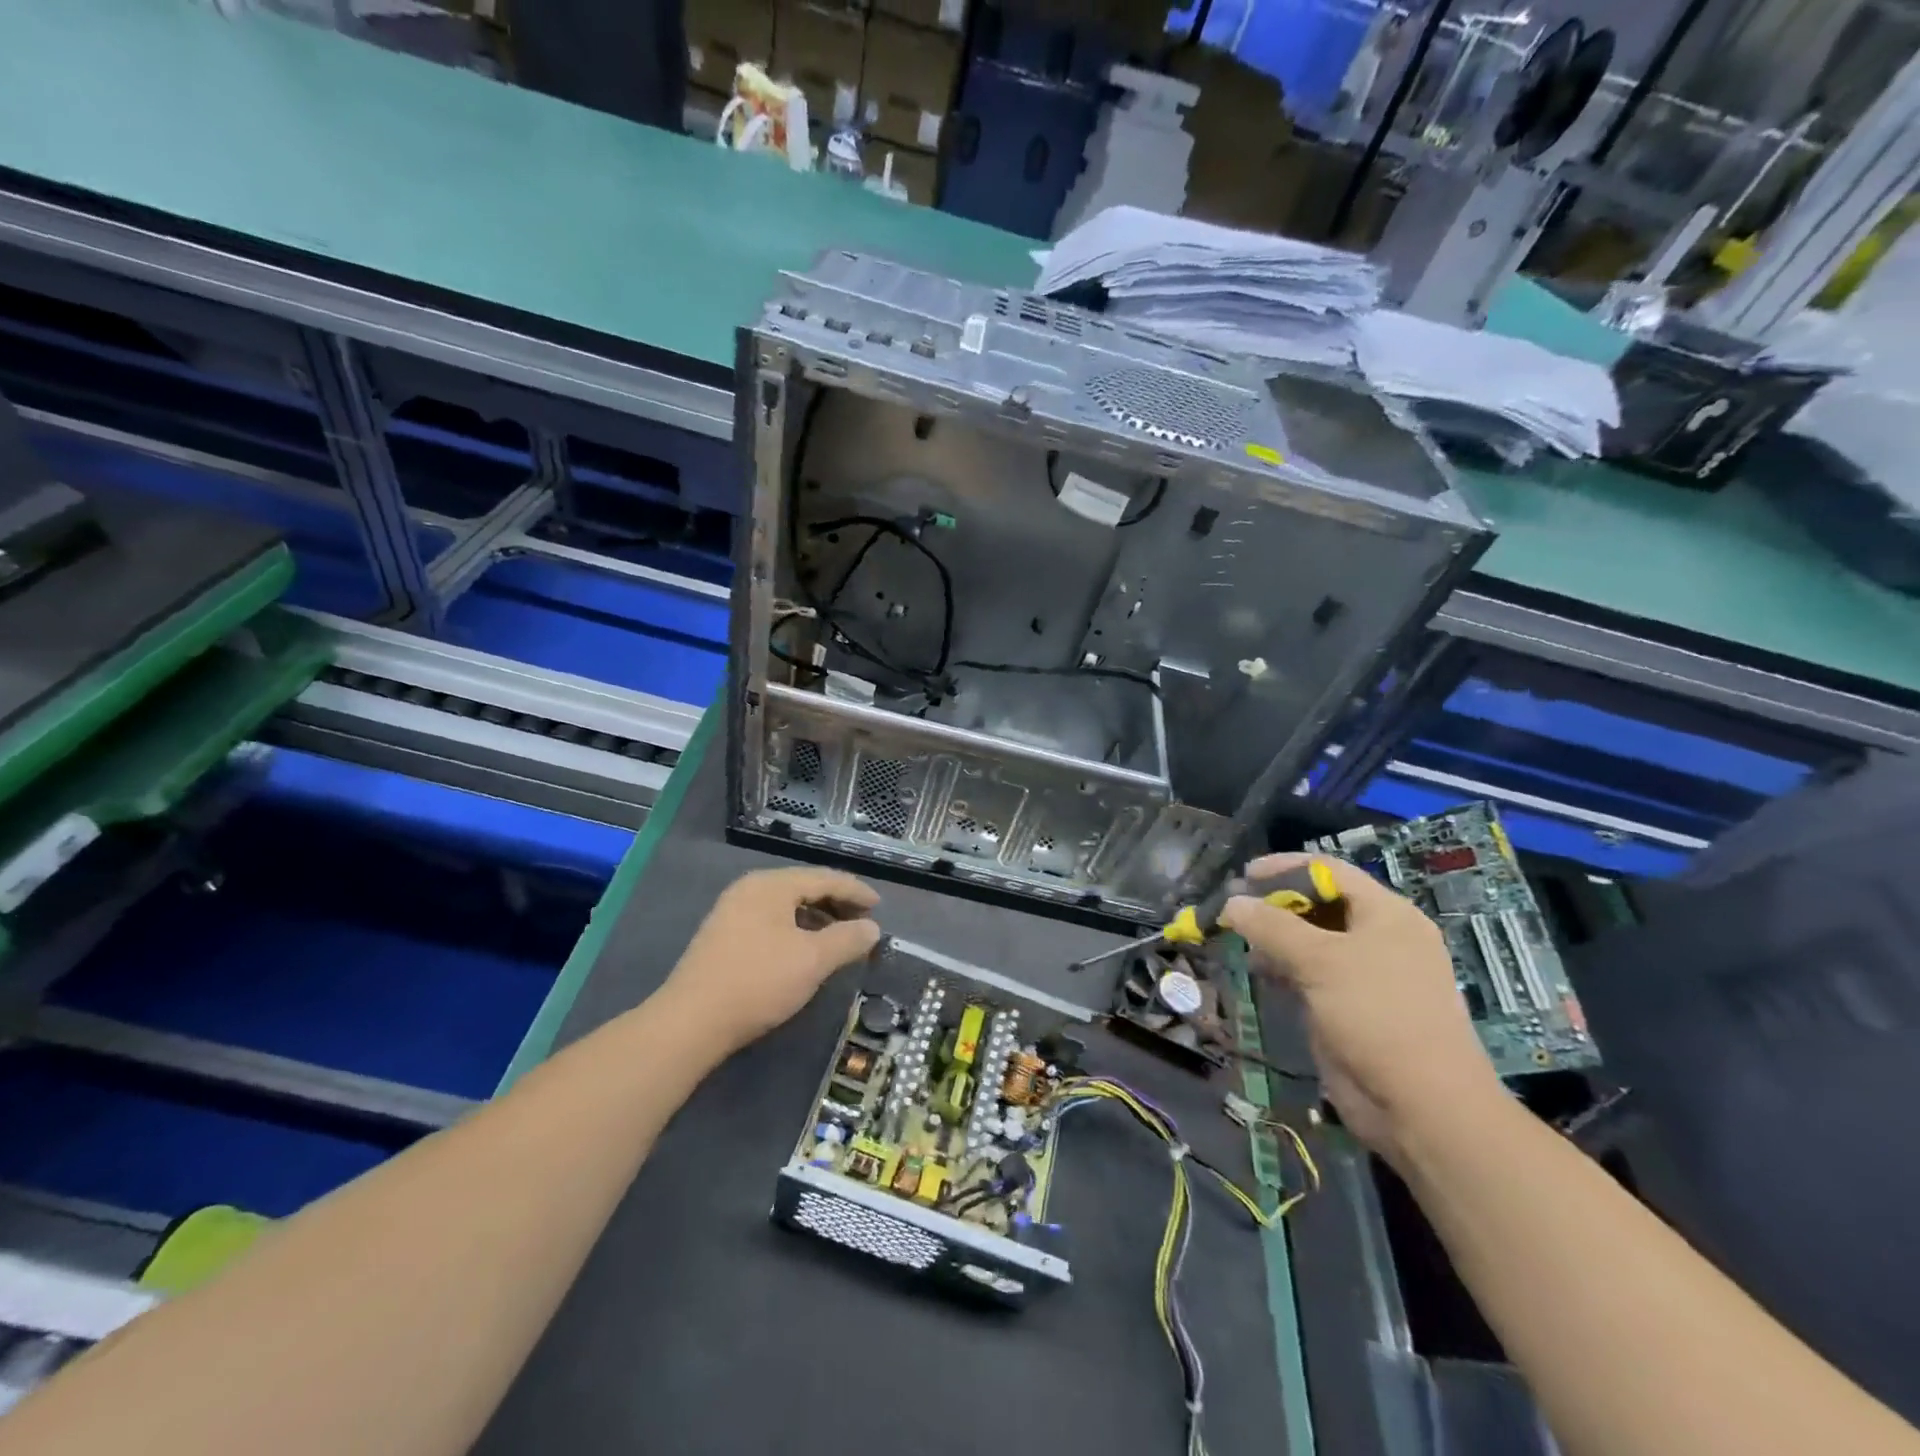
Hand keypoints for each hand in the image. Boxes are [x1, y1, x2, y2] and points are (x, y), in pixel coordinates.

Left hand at [661, 867, 881, 1052]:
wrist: (691, 1022)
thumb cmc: (758, 982)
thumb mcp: (813, 960)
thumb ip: (848, 939)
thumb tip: (872, 928)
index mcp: (771, 885)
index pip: (824, 878)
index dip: (855, 891)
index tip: (879, 906)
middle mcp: (750, 890)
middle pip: (804, 888)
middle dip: (837, 904)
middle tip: (863, 922)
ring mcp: (732, 912)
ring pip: (786, 907)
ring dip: (817, 918)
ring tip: (840, 938)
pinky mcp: (723, 937)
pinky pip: (771, 922)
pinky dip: (796, 930)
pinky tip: (805, 951)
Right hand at [1220, 853, 1500, 1163]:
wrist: (1422, 1105)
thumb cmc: (1377, 1015)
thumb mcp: (1320, 961)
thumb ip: (1271, 926)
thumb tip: (1231, 902)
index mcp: (1387, 914)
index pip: (1331, 872)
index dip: (1286, 868)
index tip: (1244, 875)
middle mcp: (1380, 937)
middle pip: (1321, 904)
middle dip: (1276, 904)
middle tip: (1235, 909)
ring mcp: (1367, 974)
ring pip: (1312, 940)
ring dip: (1276, 937)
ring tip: (1241, 941)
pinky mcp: (1352, 1006)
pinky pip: (1312, 973)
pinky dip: (1285, 967)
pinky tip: (1261, 972)